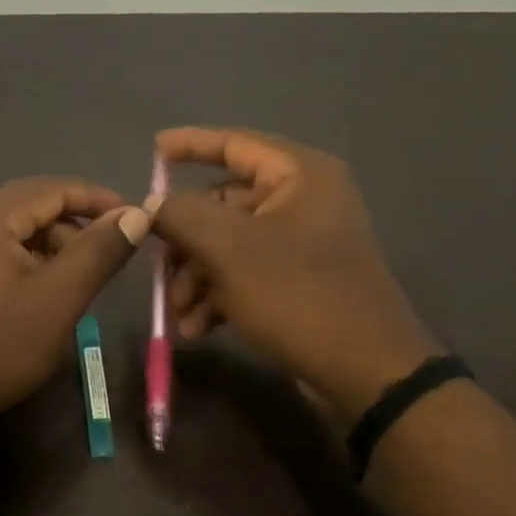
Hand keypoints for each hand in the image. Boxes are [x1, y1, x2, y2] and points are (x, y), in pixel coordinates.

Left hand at [0, 178, 150, 444]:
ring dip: (47, 247)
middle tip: (106, 263)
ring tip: (73, 284)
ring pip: (10, 228)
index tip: (137, 220)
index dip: (99, 200)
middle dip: (73, 229)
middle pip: (29, 205)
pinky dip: (20, 260)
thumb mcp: (56, 301)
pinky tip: (36, 292)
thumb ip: (98, 252)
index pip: (53, 188)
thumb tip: (137, 214)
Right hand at [153, 127, 438, 419]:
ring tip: (179, 316)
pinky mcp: (299, 282)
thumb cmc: (298, 295)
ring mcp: (302, 244)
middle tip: (157, 268)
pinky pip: (245, 275)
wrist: (365, 372)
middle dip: (184, 243)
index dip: (190, 144)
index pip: (236, 143)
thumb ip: (181, 214)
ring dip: (195, 279)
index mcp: (300, 176)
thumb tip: (150, 206)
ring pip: (228, 246)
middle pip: (223, 204)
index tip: (152, 151)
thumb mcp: (229, 249)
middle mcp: (304, 201)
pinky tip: (197, 330)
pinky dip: (217, 297)